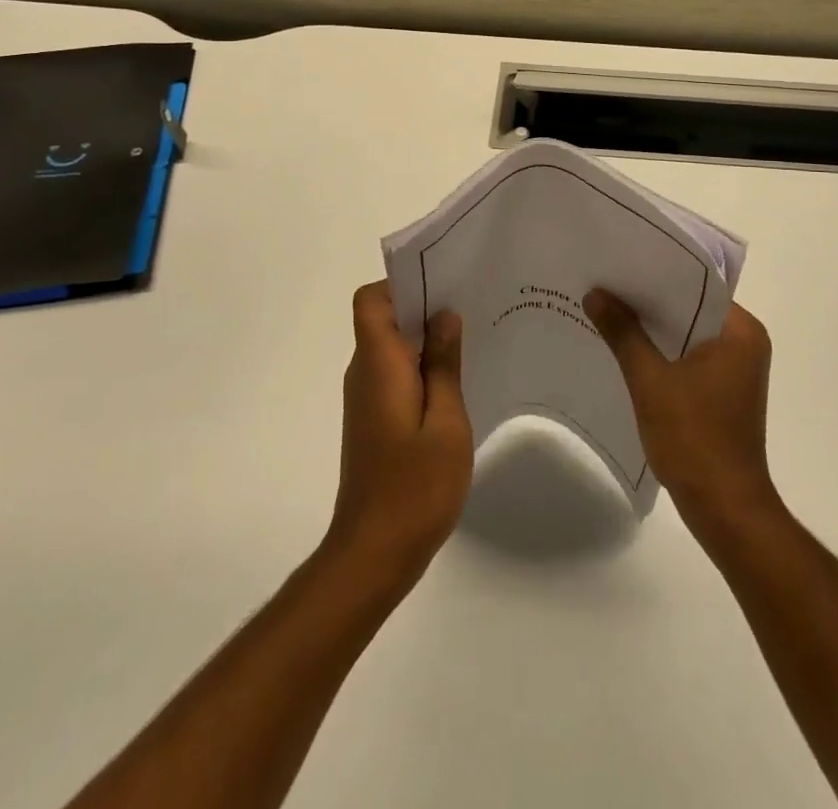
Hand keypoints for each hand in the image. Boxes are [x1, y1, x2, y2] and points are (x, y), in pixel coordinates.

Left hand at [327, 281, 472, 592]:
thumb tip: (444, 316)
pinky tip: (456, 383)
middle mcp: (364, 373)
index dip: (401, 284)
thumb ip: (444, 364)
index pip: (371, 300)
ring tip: (472, 341)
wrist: (373, 554)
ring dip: (425, 338)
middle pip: (383, 318)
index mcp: (378, 364)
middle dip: (423, 306)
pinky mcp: (373, 419)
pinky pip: (394, 373)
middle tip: (472, 306)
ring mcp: (366, 398)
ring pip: (391, 346)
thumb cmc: (415, 487)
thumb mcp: (446, 421)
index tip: (443, 285)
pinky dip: (421, 367)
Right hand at [584, 289, 778, 536]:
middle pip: (691, 308)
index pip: (697, 285)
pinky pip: (688, 356)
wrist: (725, 509)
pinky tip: (626, 348)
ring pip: (687, 333)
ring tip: (608, 308)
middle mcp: (745, 343)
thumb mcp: (650, 381)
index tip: (621, 262)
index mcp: (741, 332)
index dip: (658, 273)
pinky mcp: (723, 391)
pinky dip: (662, 352)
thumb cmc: (694, 439)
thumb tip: (595, 293)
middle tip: (606, 281)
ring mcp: (736, 369)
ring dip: (653, 327)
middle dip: (650, 300)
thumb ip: (624, 333)